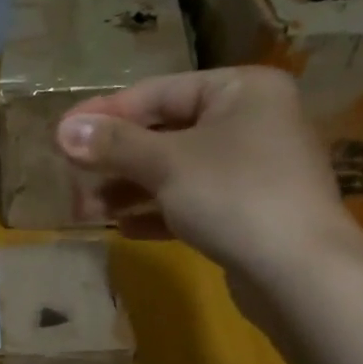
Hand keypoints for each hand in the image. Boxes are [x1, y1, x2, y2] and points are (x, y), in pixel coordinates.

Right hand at [54, 66, 362, 308]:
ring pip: (176, 173)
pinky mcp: (249, 213)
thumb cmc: (234, 196)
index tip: (62, 134)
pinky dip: (158, 213)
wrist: (300, 273)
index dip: (106, 114)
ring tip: (87, 212)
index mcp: (241, 90)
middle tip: (71, 181)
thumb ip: (113, 145)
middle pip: (166, 134)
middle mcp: (251, 122)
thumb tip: (62, 129)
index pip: (159, 92)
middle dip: (115, 161)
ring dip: (129, 190)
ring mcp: (253, 171)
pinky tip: (124, 229)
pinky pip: (193, 203)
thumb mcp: (166, 164)